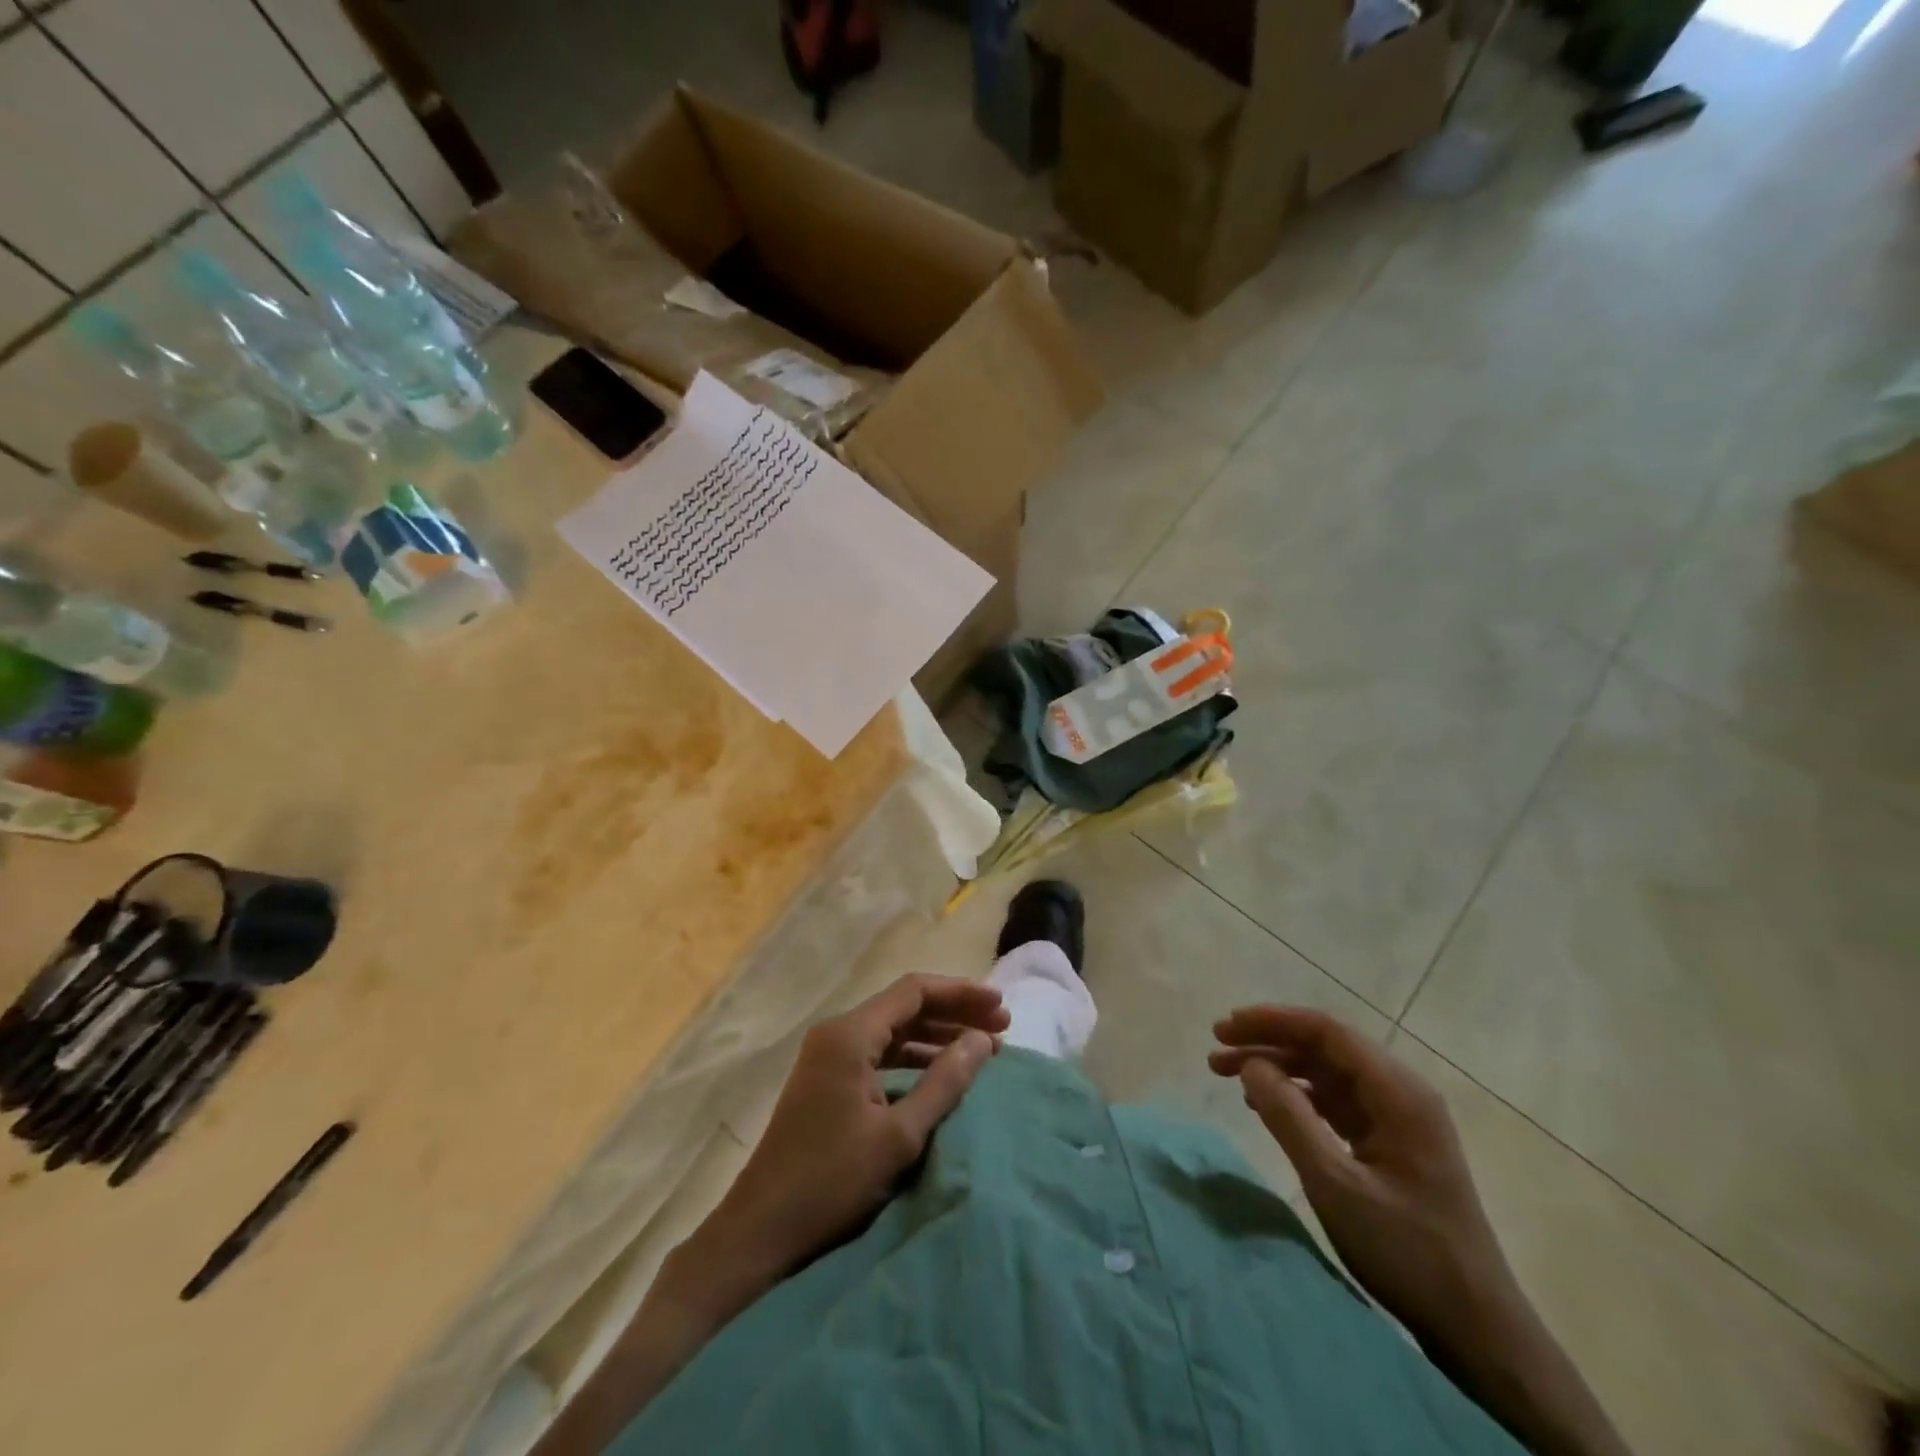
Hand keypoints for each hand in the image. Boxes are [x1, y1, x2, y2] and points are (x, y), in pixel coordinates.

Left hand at [697, 974, 1009, 1292]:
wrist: (760, 1231)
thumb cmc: (831, 1182)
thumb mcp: (899, 1135)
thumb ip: (944, 1082)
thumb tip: (982, 1039)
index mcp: (850, 1034)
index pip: (915, 991)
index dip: (961, 993)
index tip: (1000, 1007)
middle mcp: (837, 1033)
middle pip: (905, 1006)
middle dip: (954, 1014)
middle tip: (1001, 1027)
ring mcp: (829, 1057)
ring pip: (893, 1030)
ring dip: (936, 1036)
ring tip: (981, 1049)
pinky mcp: (827, 1081)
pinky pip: (879, 1054)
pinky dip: (913, 1058)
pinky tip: (940, 1074)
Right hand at [1209, 1007, 1517, 1346]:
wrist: (1477, 1329)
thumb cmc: (1408, 1252)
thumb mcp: (1336, 1184)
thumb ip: (1289, 1117)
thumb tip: (1250, 1065)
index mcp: (1398, 1092)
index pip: (1327, 1031)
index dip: (1272, 1021)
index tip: (1226, 1027)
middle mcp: (1400, 1093)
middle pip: (1324, 1047)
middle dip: (1268, 1042)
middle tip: (1216, 1049)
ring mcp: (1397, 1119)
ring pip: (1325, 1073)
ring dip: (1277, 1068)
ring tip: (1227, 1074)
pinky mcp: (1390, 1144)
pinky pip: (1334, 1102)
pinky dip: (1296, 1096)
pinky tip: (1264, 1106)